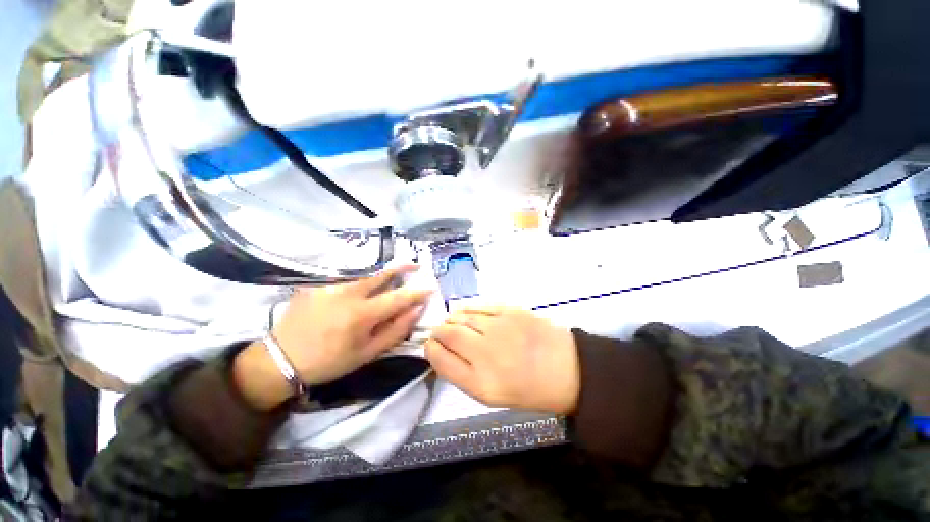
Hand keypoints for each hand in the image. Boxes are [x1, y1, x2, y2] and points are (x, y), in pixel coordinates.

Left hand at [234, 265, 432, 410]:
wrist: (281, 359)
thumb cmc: (329, 361)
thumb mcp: (367, 353)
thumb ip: (395, 330)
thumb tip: (416, 310)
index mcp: (363, 314)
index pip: (398, 297)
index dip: (417, 292)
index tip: (430, 287)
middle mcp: (349, 293)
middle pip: (382, 274)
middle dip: (402, 267)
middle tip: (416, 263)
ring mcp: (331, 285)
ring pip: (364, 275)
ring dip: (382, 273)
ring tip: (392, 274)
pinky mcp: (317, 283)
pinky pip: (346, 278)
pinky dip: (359, 280)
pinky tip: (359, 287)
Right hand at [425, 307, 580, 414]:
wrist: (567, 369)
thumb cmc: (528, 388)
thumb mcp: (491, 394)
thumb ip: (463, 374)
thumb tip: (442, 350)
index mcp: (481, 383)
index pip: (441, 360)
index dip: (430, 349)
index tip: (430, 345)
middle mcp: (486, 354)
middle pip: (448, 333)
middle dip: (438, 331)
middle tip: (440, 332)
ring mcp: (499, 328)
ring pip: (461, 316)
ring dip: (452, 319)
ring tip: (453, 323)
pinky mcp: (510, 310)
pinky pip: (478, 306)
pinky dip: (467, 309)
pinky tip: (467, 313)